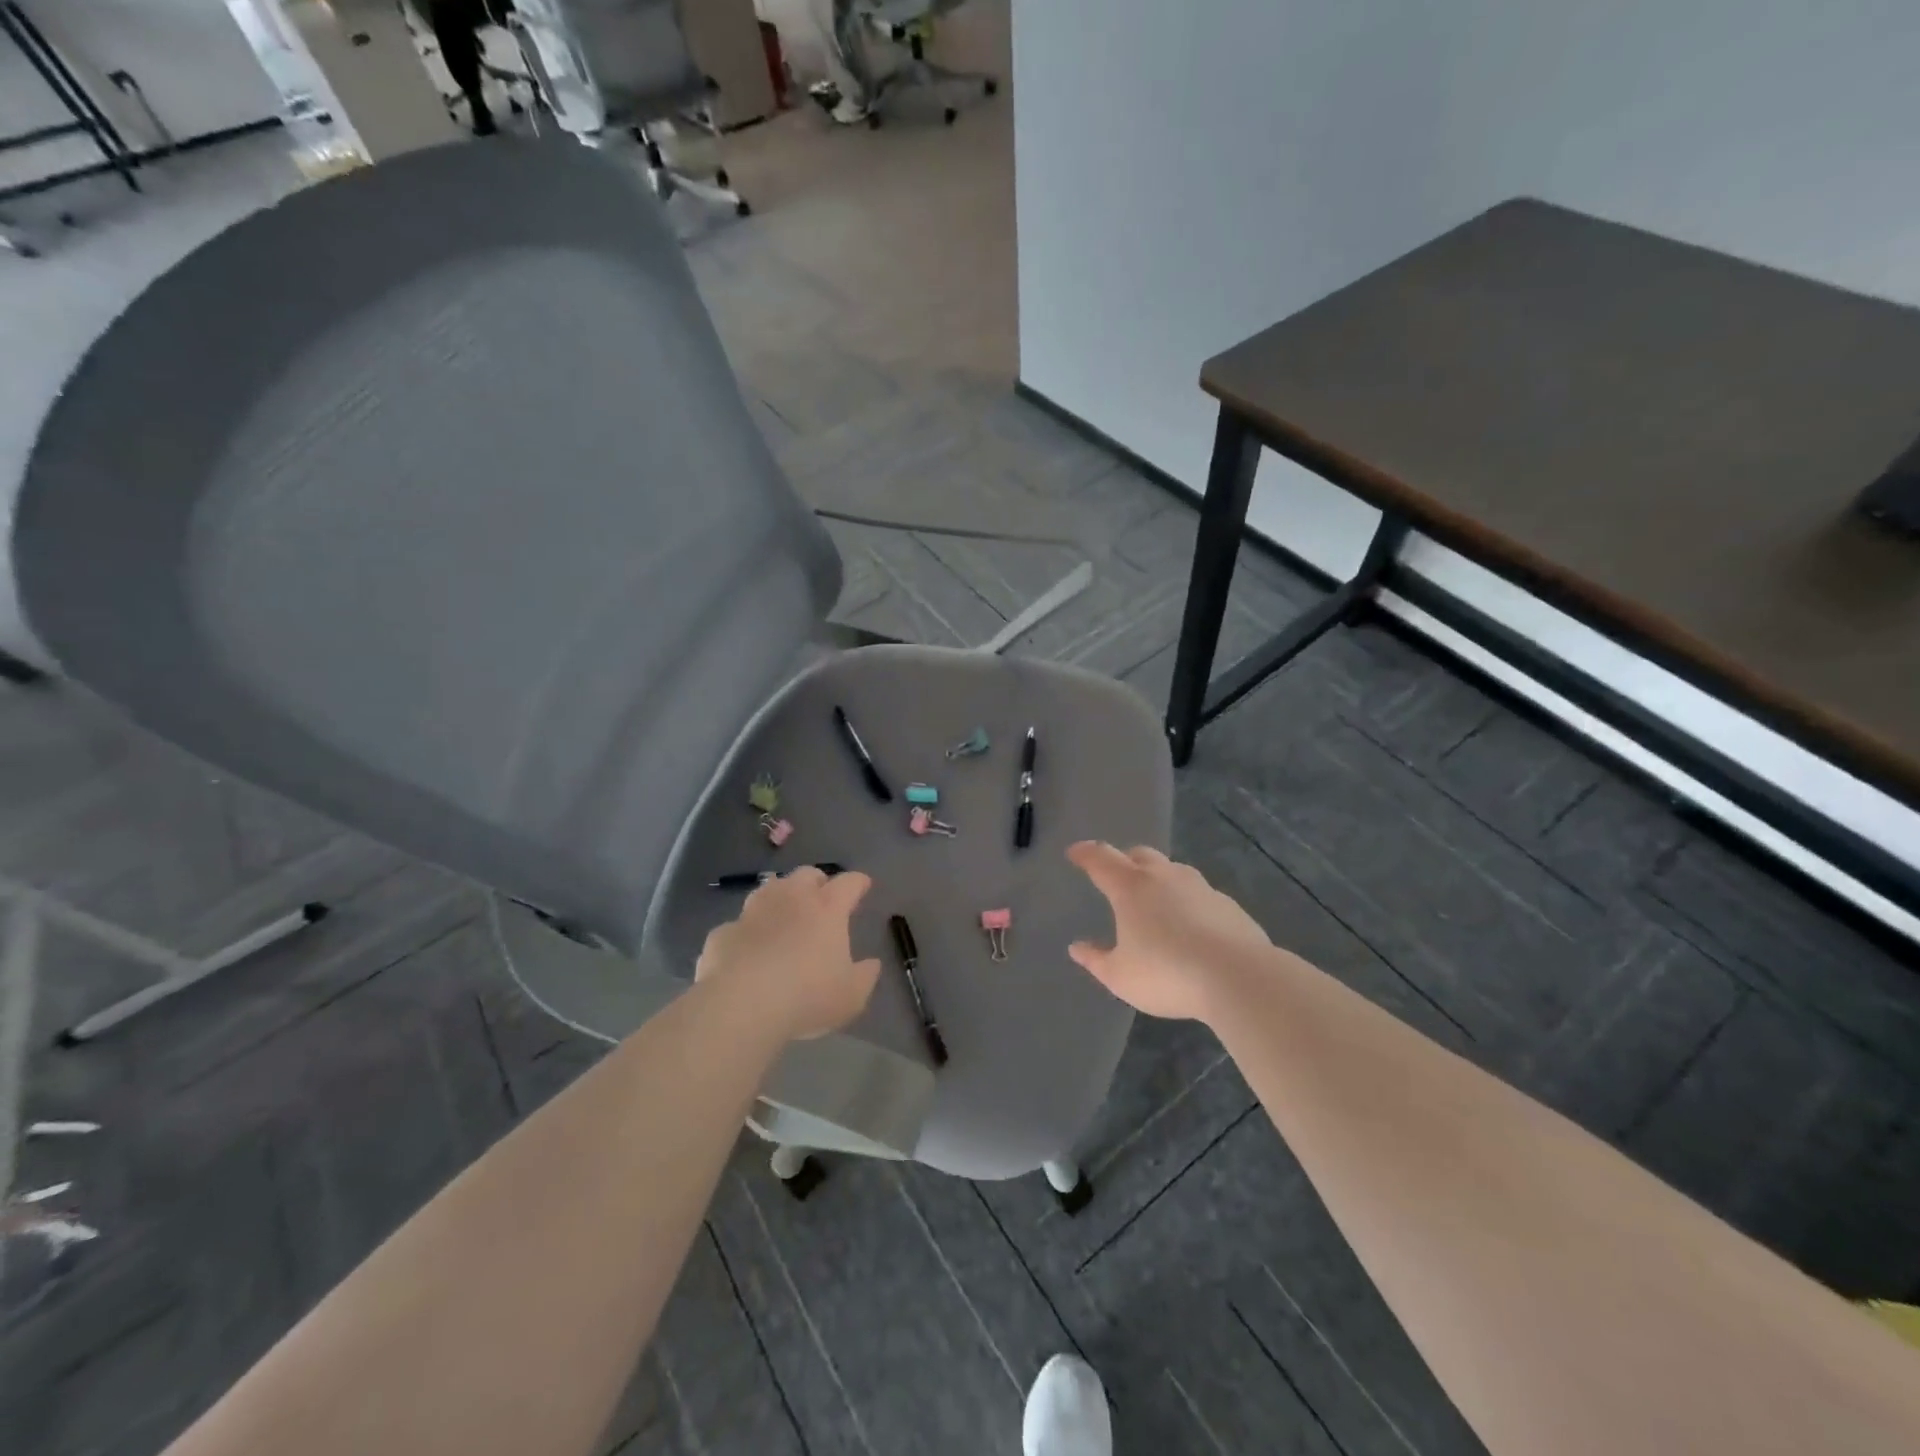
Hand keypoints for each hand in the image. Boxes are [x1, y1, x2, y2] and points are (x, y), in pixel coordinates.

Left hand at [695, 868, 881, 1040]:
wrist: (741, 1005)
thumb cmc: (807, 996)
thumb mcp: (851, 996)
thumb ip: (865, 976)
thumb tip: (871, 964)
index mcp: (827, 908)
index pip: (849, 883)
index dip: (858, 882)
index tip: (863, 885)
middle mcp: (790, 899)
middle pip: (806, 874)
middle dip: (817, 882)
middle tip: (821, 898)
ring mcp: (753, 912)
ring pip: (769, 889)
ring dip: (779, 898)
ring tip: (783, 917)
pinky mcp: (723, 932)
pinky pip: (739, 926)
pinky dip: (747, 933)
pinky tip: (747, 951)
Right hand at [1066, 841, 1273, 1021]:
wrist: (1239, 978)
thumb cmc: (1168, 974)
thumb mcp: (1121, 976)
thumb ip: (1096, 960)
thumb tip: (1077, 947)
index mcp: (1131, 888)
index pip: (1101, 859)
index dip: (1085, 853)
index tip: (1074, 852)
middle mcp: (1164, 877)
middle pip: (1140, 855)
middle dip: (1124, 860)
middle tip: (1116, 875)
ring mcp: (1200, 888)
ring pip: (1173, 870)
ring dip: (1158, 878)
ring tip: (1154, 900)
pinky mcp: (1227, 905)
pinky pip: (1199, 894)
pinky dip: (1187, 901)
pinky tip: (1190, 925)